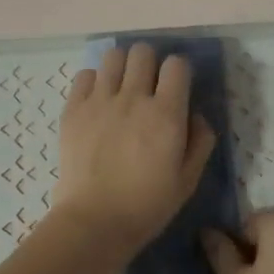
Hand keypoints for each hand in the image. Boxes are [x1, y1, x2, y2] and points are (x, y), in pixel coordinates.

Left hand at [53, 43, 215, 252]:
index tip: (176, 89)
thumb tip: (195, 114)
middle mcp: (133, 98)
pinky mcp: (73, 109)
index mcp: (166, 114)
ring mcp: (99, 101)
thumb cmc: (147, 206)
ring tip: (121, 88)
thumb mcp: (188, 180)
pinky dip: (93, 82)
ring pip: (113, 56)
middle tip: (148, 86)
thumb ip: (200, 141)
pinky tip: (97, 101)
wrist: (94, 221)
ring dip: (122, 67)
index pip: (177, 64)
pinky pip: (84, 75)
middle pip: (143, 52)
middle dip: (150, 64)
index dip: (179, 72)